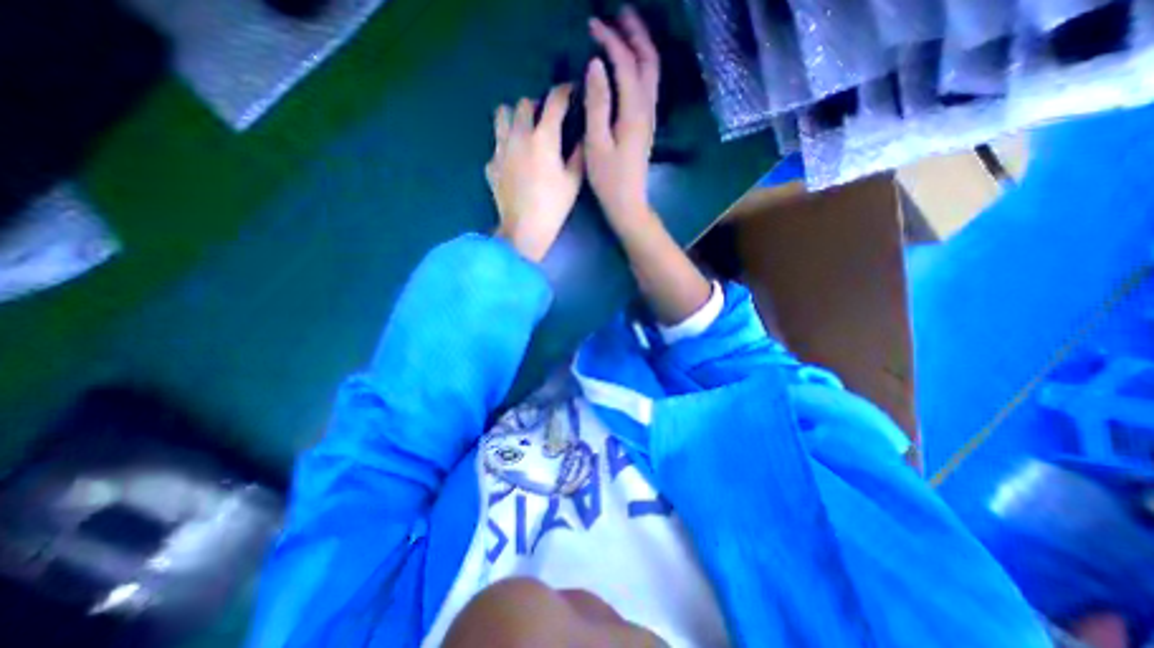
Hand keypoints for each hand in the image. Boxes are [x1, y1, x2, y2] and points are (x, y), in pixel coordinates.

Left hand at [484, 83, 582, 260]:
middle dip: (538, 105)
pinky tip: (513, 162)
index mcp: (542, 137)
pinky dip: (505, 147)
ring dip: (514, 117)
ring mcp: (500, 149)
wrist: (523, 230)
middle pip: (524, 103)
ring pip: (501, 115)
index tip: (571, 92)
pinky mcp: (490, 165)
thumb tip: (581, 135)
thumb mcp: (574, 181)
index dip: (565, 92)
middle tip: (547, 119)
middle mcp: (518, 135)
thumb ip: (579, 153)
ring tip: (524, 132)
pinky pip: (496, 145)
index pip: (554, 100)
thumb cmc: (553, 206)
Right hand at [588, 6, 656, 233]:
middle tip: (618, 14)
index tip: (592, 25)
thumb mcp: (597, 143)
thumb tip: (596, 65)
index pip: (626, 64)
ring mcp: (649, 118)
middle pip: (648, 61)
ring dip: (640, 48)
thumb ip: (597, 103)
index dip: (610, 42)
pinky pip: (647, 87)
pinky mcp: (645, 126)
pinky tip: (627, 66)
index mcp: (634, 112)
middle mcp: (647, 109)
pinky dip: (639, 67)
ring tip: (623, 31)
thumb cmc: (609, 180)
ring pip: (651, 73)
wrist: (628, 204)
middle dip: (635, 34)